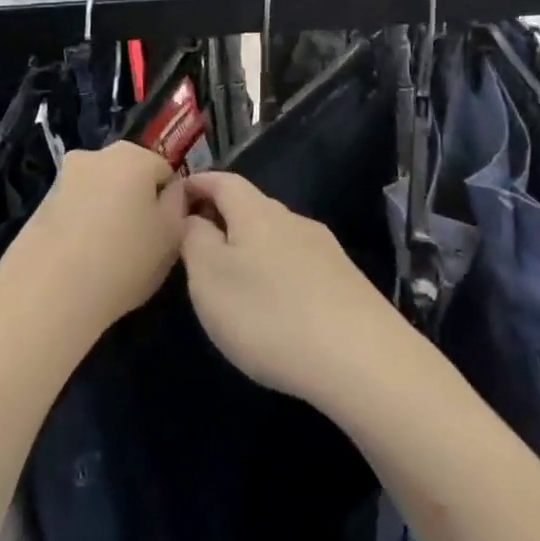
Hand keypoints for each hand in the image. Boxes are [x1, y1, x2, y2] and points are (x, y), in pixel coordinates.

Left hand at [0, 142, 187, 335]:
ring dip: (107, 213)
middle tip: (141, 243)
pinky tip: (82, 260)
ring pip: (100, 193)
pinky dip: (82, 226)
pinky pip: (75, 211)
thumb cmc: (124, 259)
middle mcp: (94, 156)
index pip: (165, 171)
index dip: (169, 202)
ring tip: (109, 256)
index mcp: (132, 156)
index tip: (166, 231)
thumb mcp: (172, 235)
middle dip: (136, 202)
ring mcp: (62, 179)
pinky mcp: (39, 206)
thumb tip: (172, 191)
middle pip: (129, 176)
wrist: (48, 293)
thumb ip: (178, 204)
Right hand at [180, 173, 400, 402]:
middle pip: (253, 207)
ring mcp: (326, 250)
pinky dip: (277, 272)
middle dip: (224, 218)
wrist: (362, 359)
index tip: (176, 195)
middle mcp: (295, 221)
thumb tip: (195, 218)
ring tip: (233, 280)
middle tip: (197, 244)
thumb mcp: (210, 278)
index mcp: (258, 213)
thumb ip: (195, 240)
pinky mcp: (346, 281)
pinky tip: (275, 304)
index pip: (224, 181)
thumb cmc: (269, 315)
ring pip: (278, 236)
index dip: (198, 183)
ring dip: (251, 248)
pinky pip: (299, 264)